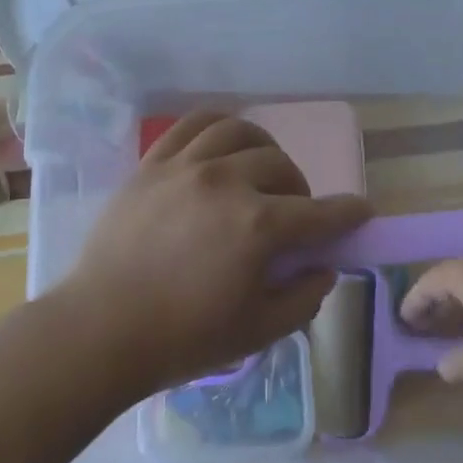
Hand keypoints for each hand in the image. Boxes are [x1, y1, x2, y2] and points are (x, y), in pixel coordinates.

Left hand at [57, 112, 371, 395]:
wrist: (100, 330)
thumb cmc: (182, 339)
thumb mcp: (256, 332)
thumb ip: (302, 298)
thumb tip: (323, 268)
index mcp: (257, 227)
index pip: (319, 213)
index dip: (347, 213)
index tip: (362, 211)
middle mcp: (227, 183)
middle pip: (281, 167)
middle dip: (300, 189)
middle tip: (293, 214)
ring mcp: (186, 167)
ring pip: (241, 132)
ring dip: (263, 149)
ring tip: (259, 171)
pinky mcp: (154, 163)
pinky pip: (193, 124)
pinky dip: (219, 126)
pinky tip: (223, 145)